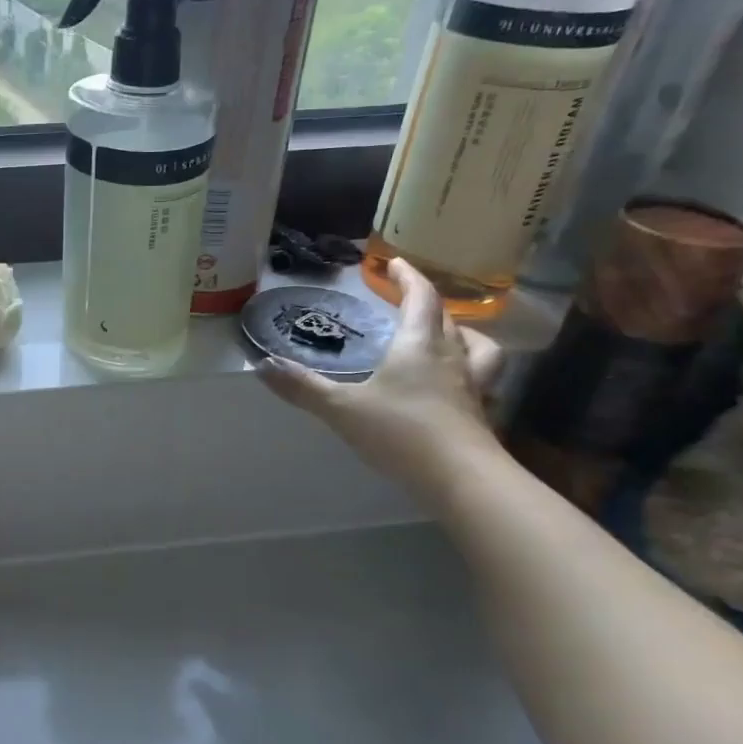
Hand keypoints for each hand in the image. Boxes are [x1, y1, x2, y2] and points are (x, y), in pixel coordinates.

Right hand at [259, 257, 505, 497]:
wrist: (462, 480)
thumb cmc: (401, 432)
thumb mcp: (342, 408)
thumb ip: (303, 387)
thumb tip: (263, 365)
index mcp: (419, 346)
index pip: (421, 298)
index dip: (408, 277)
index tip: (395, 263)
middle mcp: (451, 359)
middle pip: (448, 320)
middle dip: (428, 303)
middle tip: (410, 299)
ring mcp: (471, 388)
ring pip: (477, 349)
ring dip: (463, 335)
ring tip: (448, 337)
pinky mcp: (479, 416)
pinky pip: (479, 382)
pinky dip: (468, 375)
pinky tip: (452, 389)